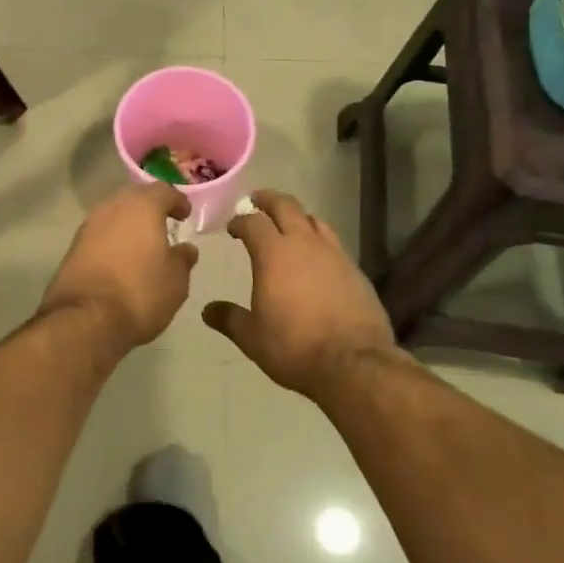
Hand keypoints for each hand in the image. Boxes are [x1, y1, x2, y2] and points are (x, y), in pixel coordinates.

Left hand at [41, 182, 197, 349]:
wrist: (85, 319)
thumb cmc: (140, 293)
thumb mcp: (176, 281)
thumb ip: (183, 259)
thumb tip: (186, 249)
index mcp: (142, 206)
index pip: (163, 190)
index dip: (177, 201)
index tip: (185, 215)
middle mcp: (112, 207)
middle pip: (135, 196)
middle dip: (150, 207)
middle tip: (164, 223)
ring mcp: (89, 226)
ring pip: (114, 214)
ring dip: (129, 223)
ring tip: (142, 243)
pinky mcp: (73, 247)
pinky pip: (100, 234)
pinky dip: (113, 239)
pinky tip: (121, 258)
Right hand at [202, 190, 396, 396]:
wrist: (353, 363)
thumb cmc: (294, 346)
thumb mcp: (252, 337)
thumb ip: (229, 318)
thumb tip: (208, 310)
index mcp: (273, 253)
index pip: (253, 222)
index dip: (240, 221)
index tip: (232, 227)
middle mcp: (304, 243)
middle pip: (286, 205)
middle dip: (268, 199)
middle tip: (257, 200)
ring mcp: (334, 253)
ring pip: (314, 219)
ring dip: (297, 216)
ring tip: (288, 224)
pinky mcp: (355, 269)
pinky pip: (333, 242)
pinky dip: (319, 239)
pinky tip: (316, 256)